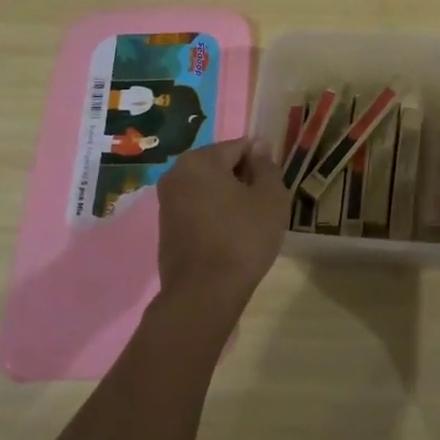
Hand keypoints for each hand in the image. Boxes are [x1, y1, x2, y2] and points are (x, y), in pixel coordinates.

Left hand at [155, 138, 290, 320]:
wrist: (204, 294)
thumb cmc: (243, 238)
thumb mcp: (270, 198)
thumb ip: (266, 166)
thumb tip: (259, 146)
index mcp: (199, 160)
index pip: (239, 147)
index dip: (261, 163)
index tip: (274, 186)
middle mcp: (176, 174)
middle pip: (220, 166)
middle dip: (243, 180)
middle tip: (264, 205)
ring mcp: (166, 203)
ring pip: (208, 189)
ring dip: (229, 198)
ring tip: (249, 223)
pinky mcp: (166, 228)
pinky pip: (197, 209)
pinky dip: (214, 215)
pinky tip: (230, 237)